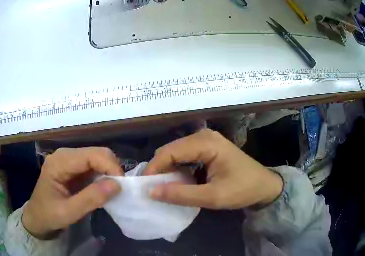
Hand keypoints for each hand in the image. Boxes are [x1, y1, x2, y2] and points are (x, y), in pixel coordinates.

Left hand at [22, 147, 122, 238]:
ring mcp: (70, 159)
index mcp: (59, 162)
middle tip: (119, 190)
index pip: (93, 155)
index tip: (121, 187)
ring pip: (99, 157)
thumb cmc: (48, 216)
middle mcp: (65, 155)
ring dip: (110, 172)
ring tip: (113, 190)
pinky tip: (105, 188)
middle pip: (98, 152)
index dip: (111, 167)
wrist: (37, 218)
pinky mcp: (75, 167)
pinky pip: (96, 165)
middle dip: (112, 169)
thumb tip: (117, 185)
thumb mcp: (68, 212)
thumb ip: (91, 199)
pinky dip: (105, 175)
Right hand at [144, 129, 282, 209]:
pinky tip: (178, 181)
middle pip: (171, 149)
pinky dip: (178, 168)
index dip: (154, 169)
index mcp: (205, 143)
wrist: (263, 186)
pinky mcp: (209, 148)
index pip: (169, 151)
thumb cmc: (242, 189)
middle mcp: (204, 136)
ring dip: (168, 169)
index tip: (144, 187)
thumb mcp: (212, 196)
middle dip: (159, 169)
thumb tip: (151, 192)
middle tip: (152, 189)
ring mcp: (207, 141)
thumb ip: (181, 194)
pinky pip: (186, 156)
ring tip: (162, 187)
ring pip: (177, 152)